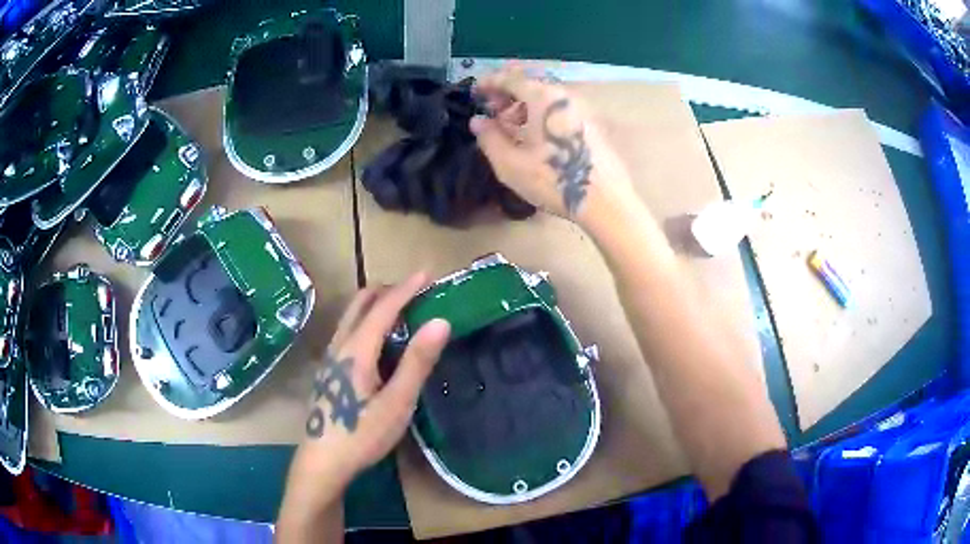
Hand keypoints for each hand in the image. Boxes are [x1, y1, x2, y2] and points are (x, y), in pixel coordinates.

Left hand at [278, 273, 450, 530]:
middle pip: (361, 302)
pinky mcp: (329, 369)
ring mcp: (330, 357)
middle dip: (388, 290)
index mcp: (357, 349)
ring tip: (403, 312)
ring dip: (376, 305)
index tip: (427, 273)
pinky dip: (367, 321)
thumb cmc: (362, 434)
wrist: (323, 461)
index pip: (383, 307)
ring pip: (351, 316)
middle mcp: (340, 345)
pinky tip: (380, 343)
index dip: (406, 288)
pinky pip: (348, 330)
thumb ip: (417, 361)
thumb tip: (440, 321)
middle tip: (416, 292)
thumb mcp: (397, 402)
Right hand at [470, 66, 633, 222]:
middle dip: (508, 95)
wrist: (606, 202)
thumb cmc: (554, 180)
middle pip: (532, 84)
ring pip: (548, 98)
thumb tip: (478, 121)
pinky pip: (561, 110)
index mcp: (544, 97)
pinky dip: (544, 115)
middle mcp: (566, 95)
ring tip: (512, 128)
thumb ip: (489, 138)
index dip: (490, 82)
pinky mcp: (594, 125)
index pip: (511, 78)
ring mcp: (584, 109)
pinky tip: (537, 137)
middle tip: (493, 113)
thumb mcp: (510, 163)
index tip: (476, 92)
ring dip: (526, 106)